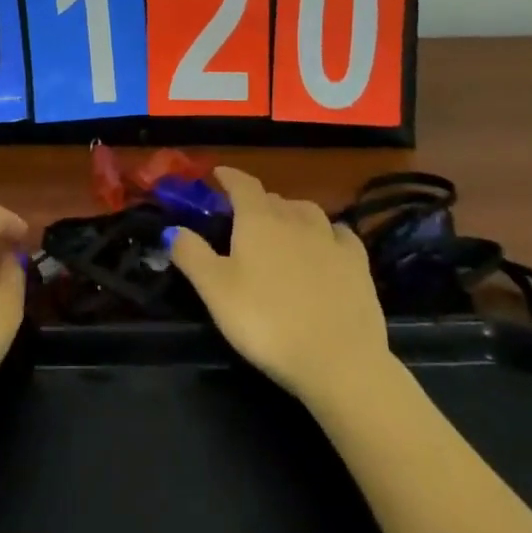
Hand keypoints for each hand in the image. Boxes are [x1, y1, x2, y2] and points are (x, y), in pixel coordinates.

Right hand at [168, 167, 390, 407]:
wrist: (338, 358)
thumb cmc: (266, 322)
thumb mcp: (216, 292)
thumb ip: (192, 255)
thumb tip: (173, 228)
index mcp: (258, 220)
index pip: (243, 185)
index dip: (229, 177)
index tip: (218, 174)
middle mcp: (295, 219)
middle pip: (274, 199)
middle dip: (257, 201)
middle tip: (245, 216)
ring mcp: (330, 239)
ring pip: (308, 211)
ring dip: (292, 212)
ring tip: (284, 226)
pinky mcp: (358, 263)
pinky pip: (340, 234)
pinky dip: (329, 232)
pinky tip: (328, 243)